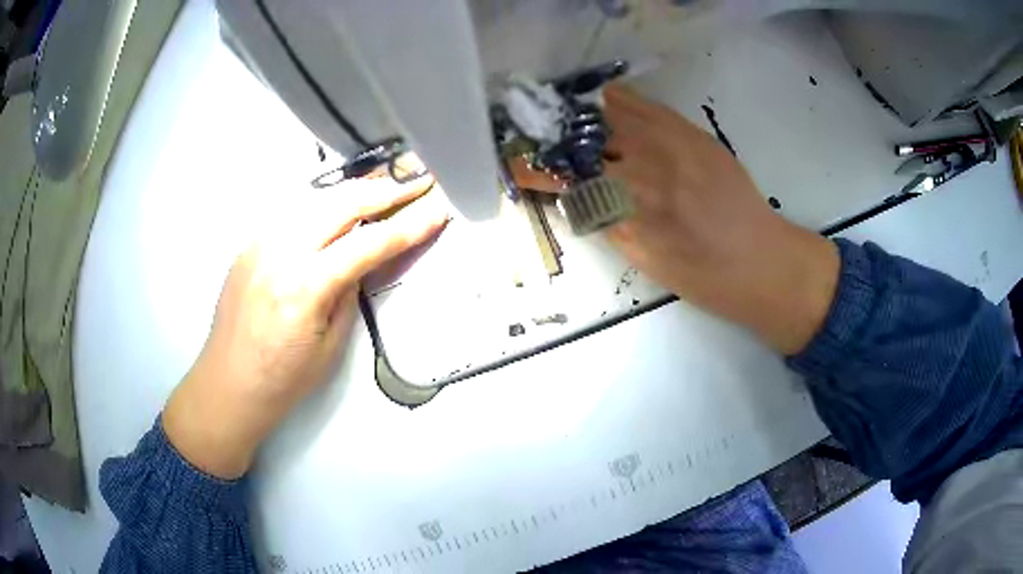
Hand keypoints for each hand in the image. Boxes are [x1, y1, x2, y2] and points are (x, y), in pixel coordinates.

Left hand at [163, 169, 447, 478]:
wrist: (229, 382)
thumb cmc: (285, 378)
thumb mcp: (332, 343)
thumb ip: (349, 291)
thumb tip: (362, 258)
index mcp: (305, 285)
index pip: (368, 243)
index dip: (408, 225)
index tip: (437, 208)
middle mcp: (280, 250)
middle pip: (341, 202)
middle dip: (384, 189)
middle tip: (416, 180)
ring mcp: (260, 241)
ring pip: (315, 197)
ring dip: (354, 190)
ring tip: (384, 186)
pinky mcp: (249, 242)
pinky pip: (292, 211)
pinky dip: (322, 204)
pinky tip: (337, 208)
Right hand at [513, 86, 838, 354]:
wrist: (764, 262)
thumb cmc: (706, 278)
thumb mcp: (647, 262)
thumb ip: (610, 226)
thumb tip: (579, 198)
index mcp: (630, 213)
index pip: (567, 180)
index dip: (536, 169)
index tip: (516, 163)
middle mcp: (645, 172)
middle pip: (584, 142)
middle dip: (555, 138)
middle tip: (540, 137)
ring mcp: (672, 146)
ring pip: (612, 116)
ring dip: (583, 116)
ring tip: (569, 117)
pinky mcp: (694, 135)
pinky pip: (648, 107)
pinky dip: (622, 102)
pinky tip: (609, 103)